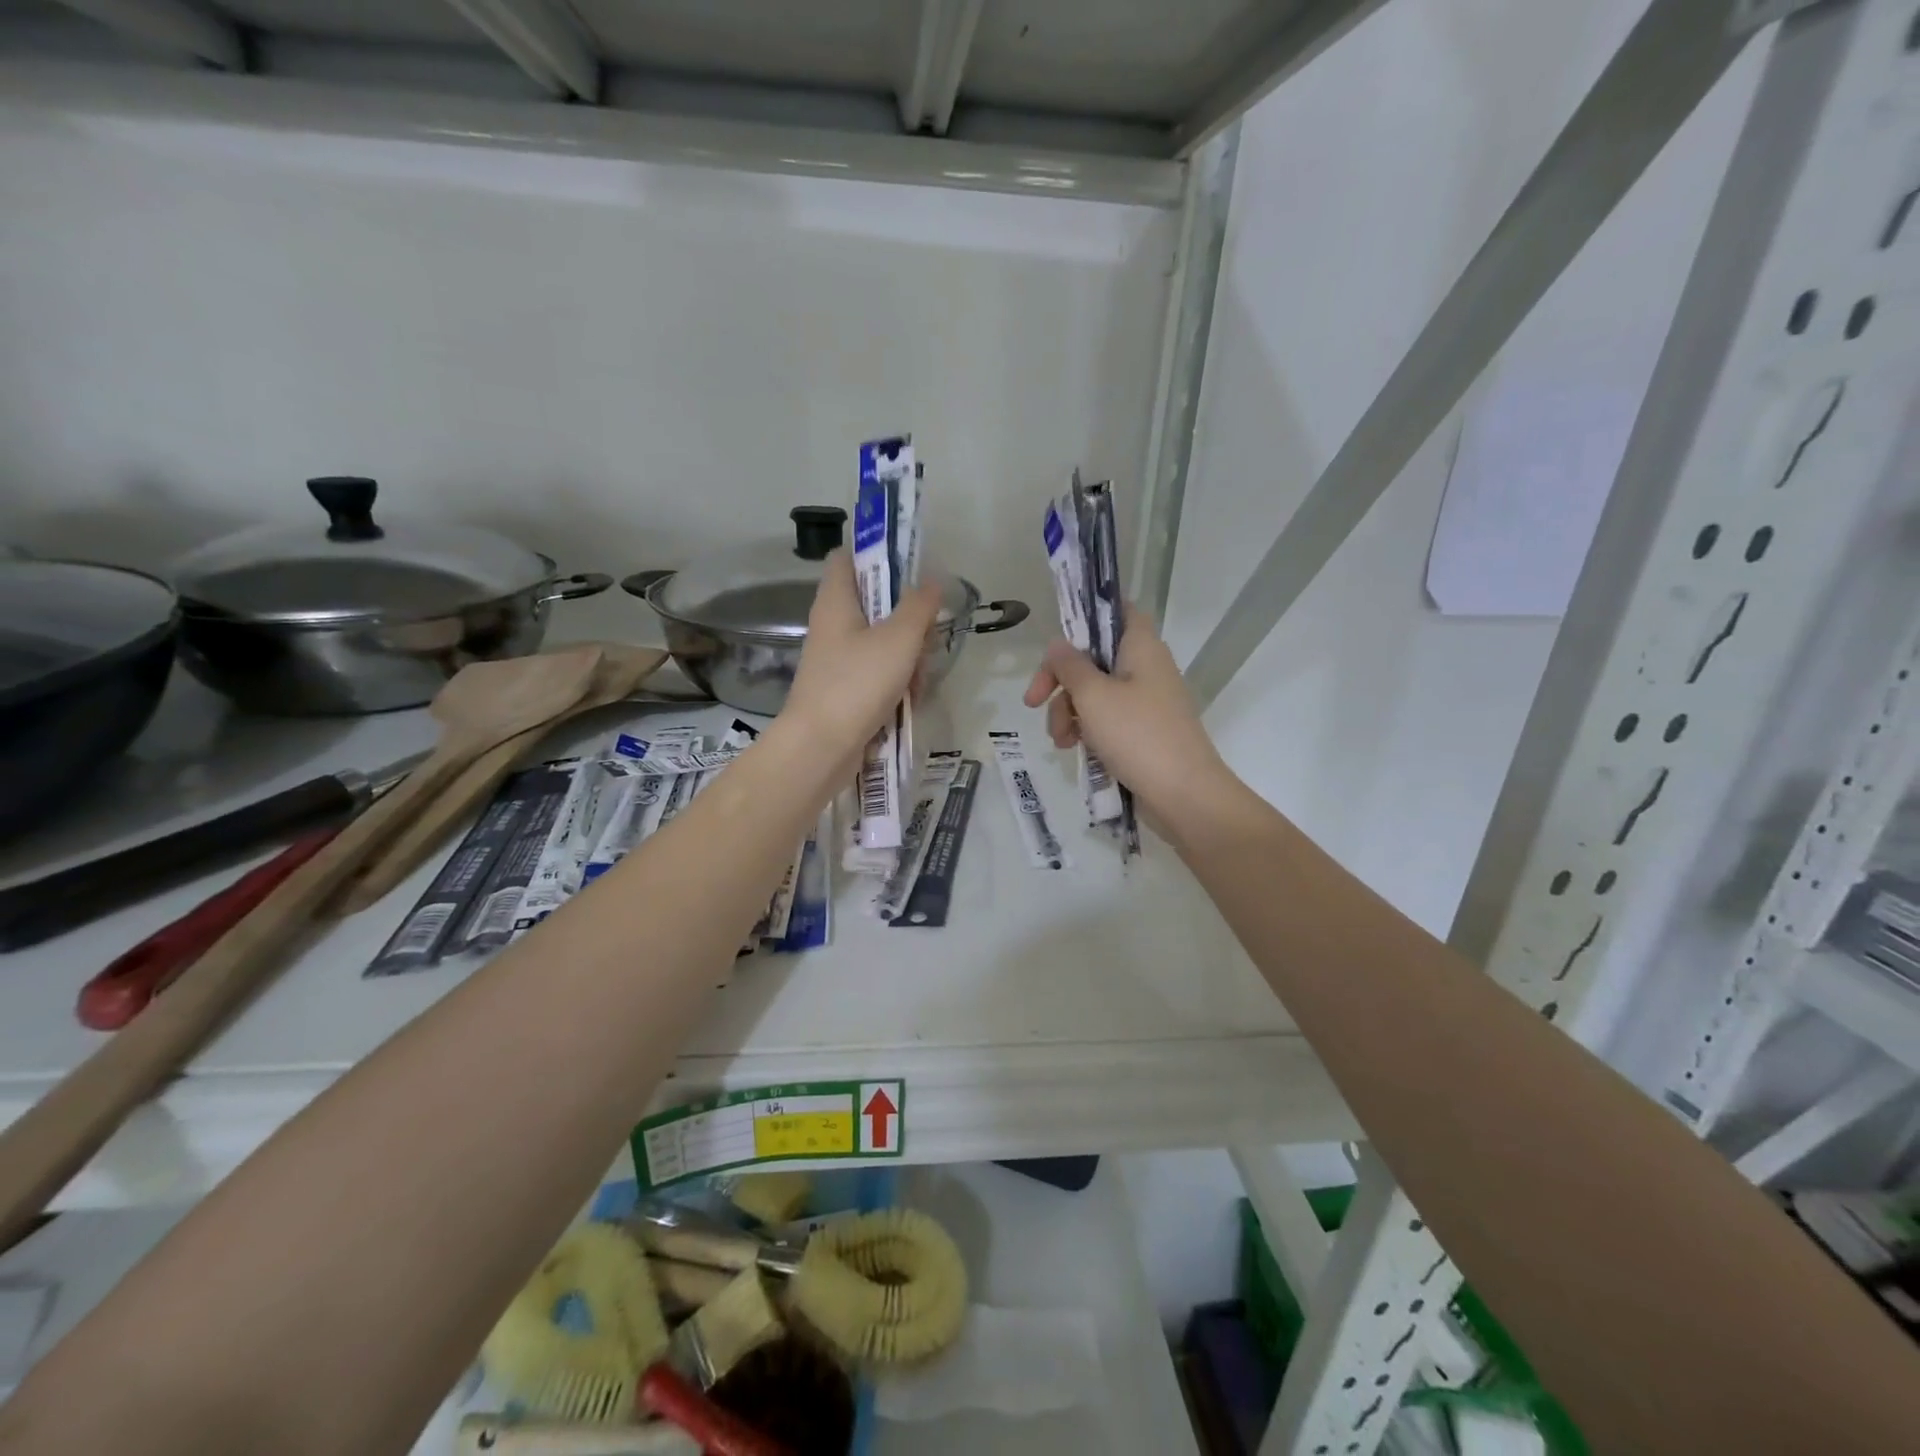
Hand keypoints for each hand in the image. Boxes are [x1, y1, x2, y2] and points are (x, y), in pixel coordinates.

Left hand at [785, 549, 942, 768]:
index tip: (911, 567)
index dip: (877, 554)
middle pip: (876, 604)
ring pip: (883, 642)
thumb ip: (919, 606)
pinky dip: (896, 683)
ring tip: (918, 679)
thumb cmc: (857, 684)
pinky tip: (909, 701)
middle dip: (908, 620)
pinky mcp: (844, 689)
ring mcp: (837, 660)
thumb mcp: (899, 639)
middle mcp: (833, 625)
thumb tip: (932, 581)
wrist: (821, 748)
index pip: (848, 557)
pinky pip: (878, 674)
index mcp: (836, 600)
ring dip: (908, 658)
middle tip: (925, 636)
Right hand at [1022, 608, 1240, 833]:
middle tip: (1033, 702)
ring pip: (1095, 693)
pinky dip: (1087, 730)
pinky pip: (1107, 720)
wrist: (1184, 795)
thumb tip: (1057, 644)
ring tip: (1060, 741)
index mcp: (1141, 647)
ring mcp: (1146, 702)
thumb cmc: (1138, 735)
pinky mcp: (1143, 732)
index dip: (1089, 614)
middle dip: (1060, 681)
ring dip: (1068, 712)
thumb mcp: (1093, 696)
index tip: (1058, 638)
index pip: (1118, 610)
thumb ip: (1070, 666)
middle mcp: (1145, 668)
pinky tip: (1074, 750)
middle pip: (1094, 658)